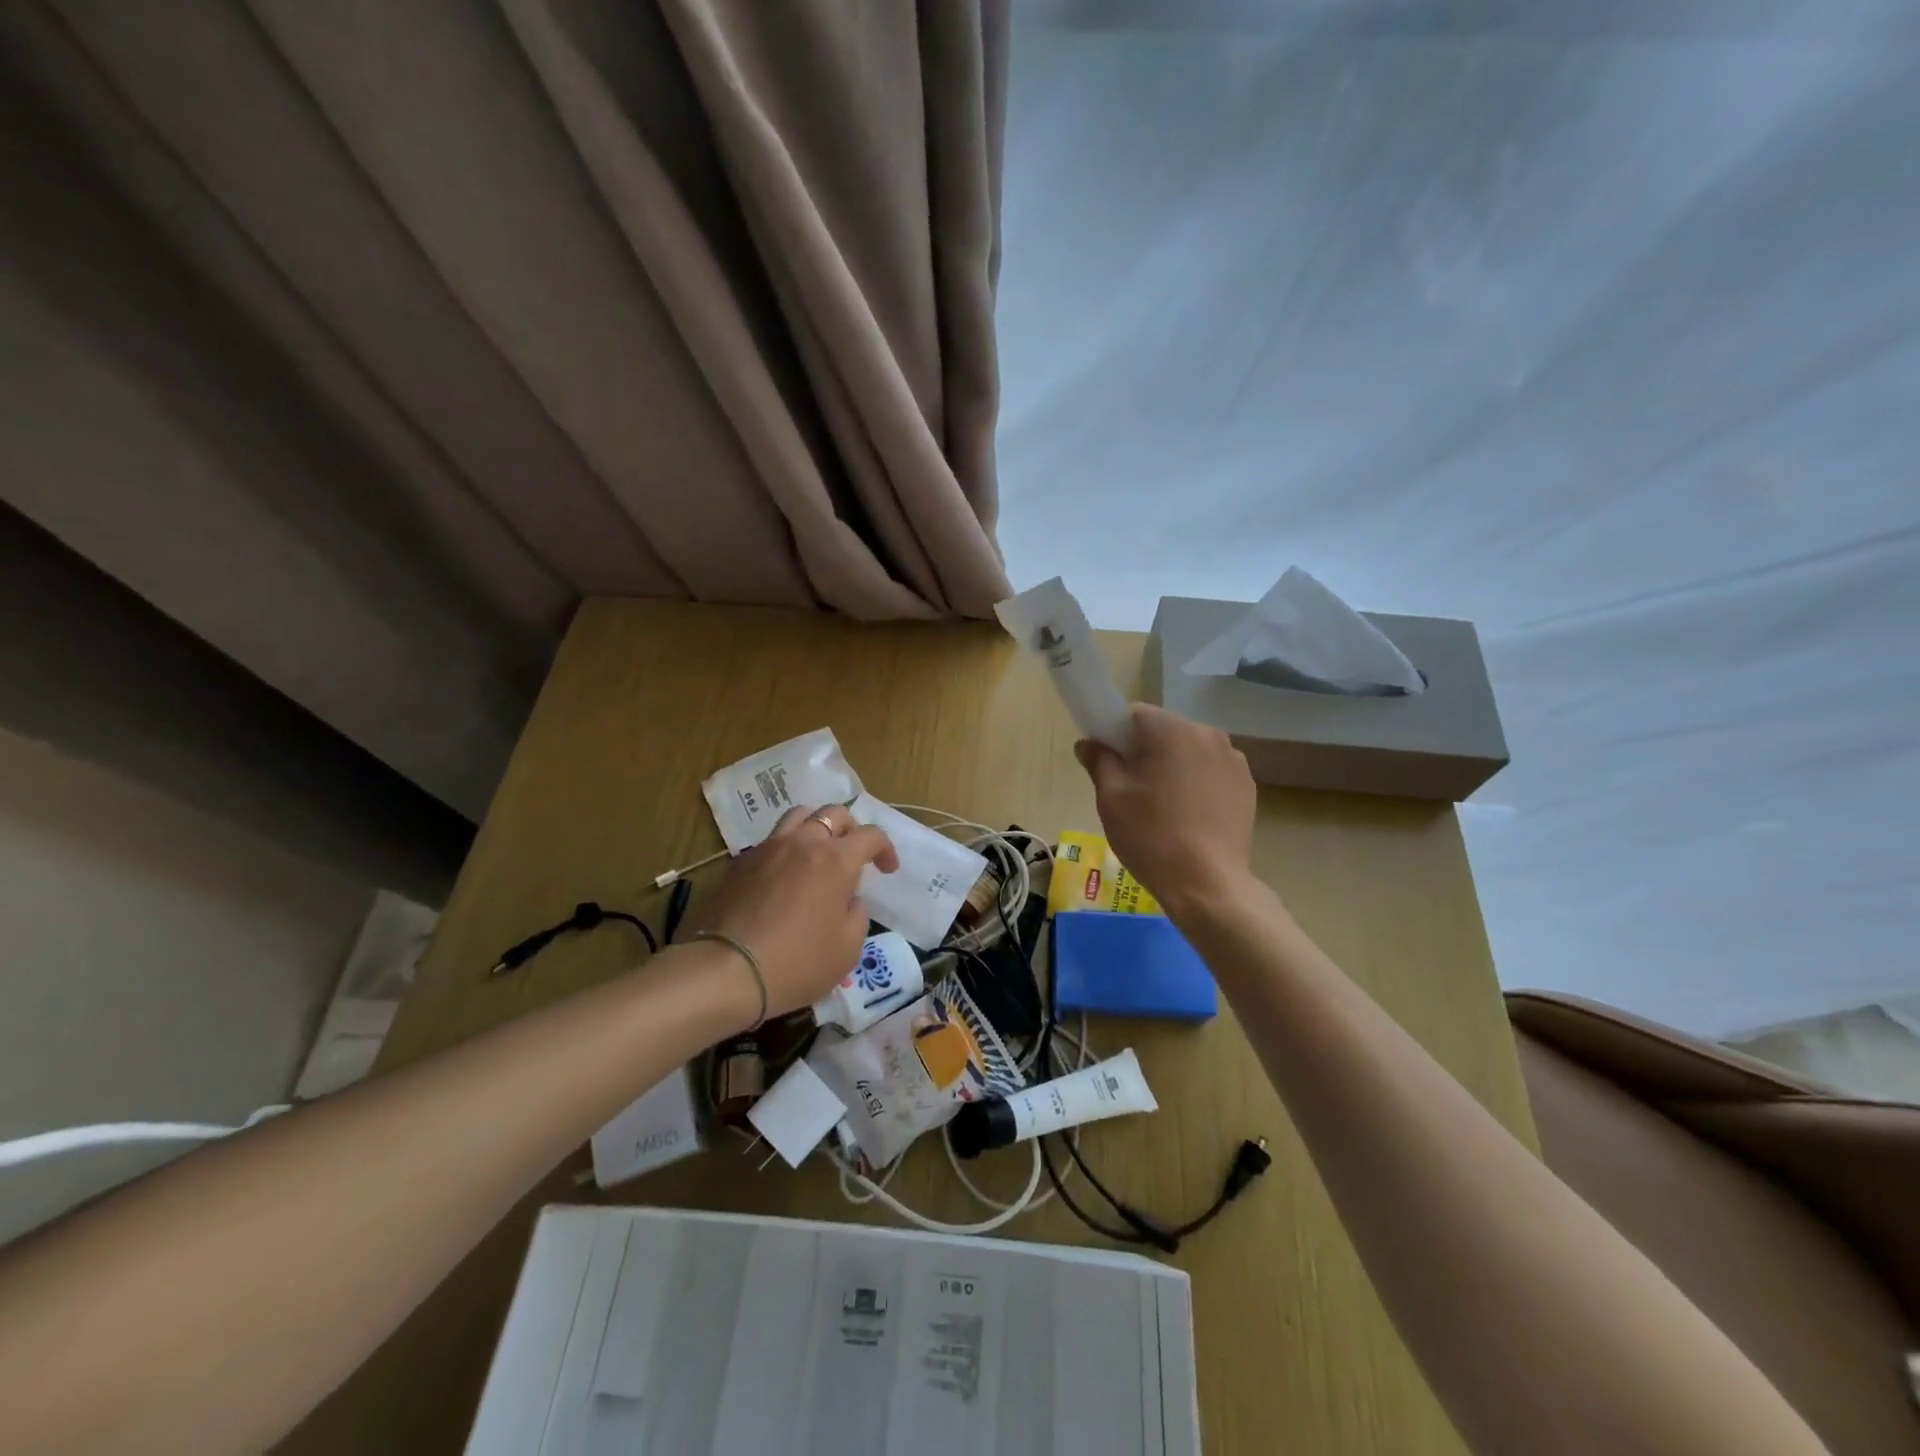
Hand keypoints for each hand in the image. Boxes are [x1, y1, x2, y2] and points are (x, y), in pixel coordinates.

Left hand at [685, 804, 898, 1018]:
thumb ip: (857, 916)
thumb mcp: (847, 950)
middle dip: (851, 829)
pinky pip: (770, 842)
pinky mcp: (739, 863)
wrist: (725, 971)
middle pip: (833, 813)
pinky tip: (783, 877)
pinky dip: (785, 849)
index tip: (887, 869)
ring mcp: (767, 849)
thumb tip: (850, 900)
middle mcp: (802, 843)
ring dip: (815, 828)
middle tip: (853, 855)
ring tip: (817, 853)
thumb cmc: (796, 963)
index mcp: (835, 860)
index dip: (885, 848)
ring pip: (798, 817)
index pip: (870, 835)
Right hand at [1074, 704, 1256, 914]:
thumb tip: (1089, 744)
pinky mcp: (1247, 785)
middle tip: (1131, 789)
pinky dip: (1197, 783)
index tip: (1108, 763)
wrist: (1207, 884)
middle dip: (1146, 751)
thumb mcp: (1111, 797)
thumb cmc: (1151, 835)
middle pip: (1164, 730)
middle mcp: (1208, 733)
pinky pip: (1211, 771)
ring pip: (1189, 751)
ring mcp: (1233, 759)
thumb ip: (1099, 760)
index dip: (1115, 734)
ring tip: (1163, 807)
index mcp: (1171, 730)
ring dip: (1173, 766)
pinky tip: (1189, 817)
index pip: (1134, 714)